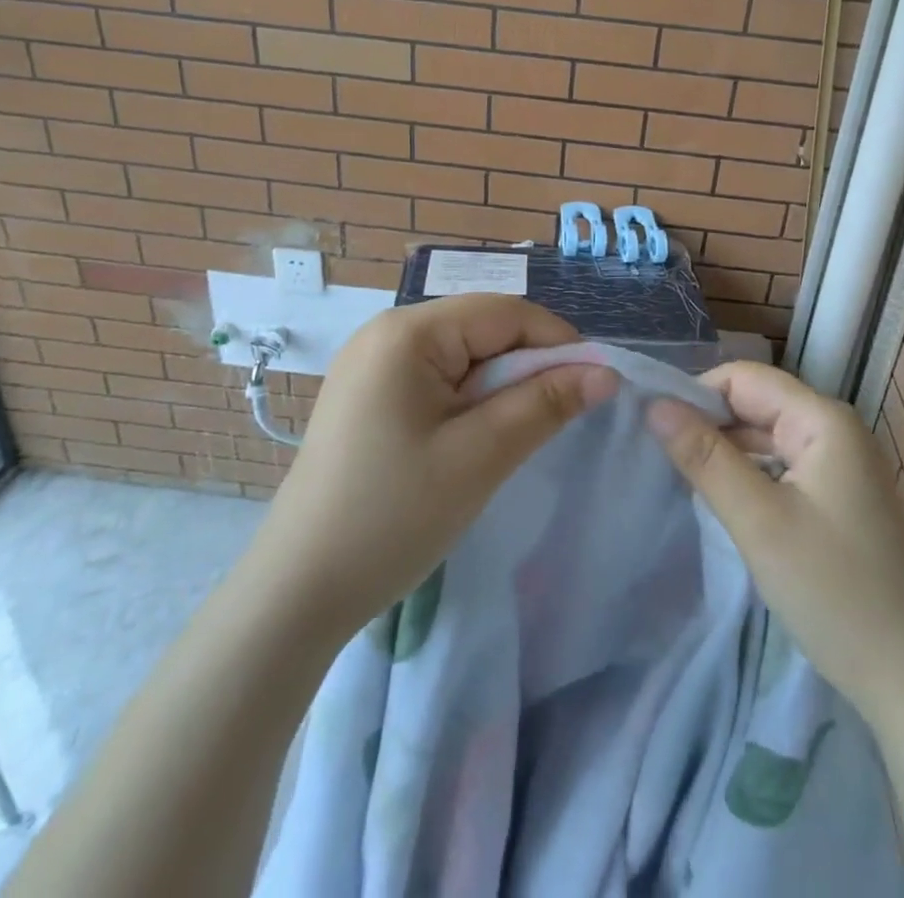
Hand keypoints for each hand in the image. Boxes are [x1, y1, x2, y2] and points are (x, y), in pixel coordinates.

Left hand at [254, 295, 616, 644]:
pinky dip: (468, 401)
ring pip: (462, 356)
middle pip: (481, 329)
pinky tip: (472, 439)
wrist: (298, 591)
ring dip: (498, 388)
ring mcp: (371, 362)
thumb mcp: (480, 456)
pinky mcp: (367, 393)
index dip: (556, 342)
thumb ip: (545, 403)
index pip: (503, 312)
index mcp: (407, 332)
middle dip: (525, 367)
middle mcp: (385, 332)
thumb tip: (606, 373)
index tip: (593, 386)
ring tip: (510, 436)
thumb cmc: (392, 516)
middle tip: (552, 420)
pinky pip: (436, 377)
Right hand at [647, 362, 903, 726]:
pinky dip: (749, 476)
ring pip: (766, 437)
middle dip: (708, 424)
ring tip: (681, 479)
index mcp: (823, 420)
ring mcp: (841, 465)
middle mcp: (835, 430)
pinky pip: (782, 467)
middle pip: (756, 403)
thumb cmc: (834, 592)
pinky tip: (723, 501)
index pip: (743, 378)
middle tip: (659, 459)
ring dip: (725, 452)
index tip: (654, 430)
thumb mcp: (759, 521)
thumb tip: (655, 403)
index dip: (696, 395)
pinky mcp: (839, 498)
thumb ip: (705, 457)